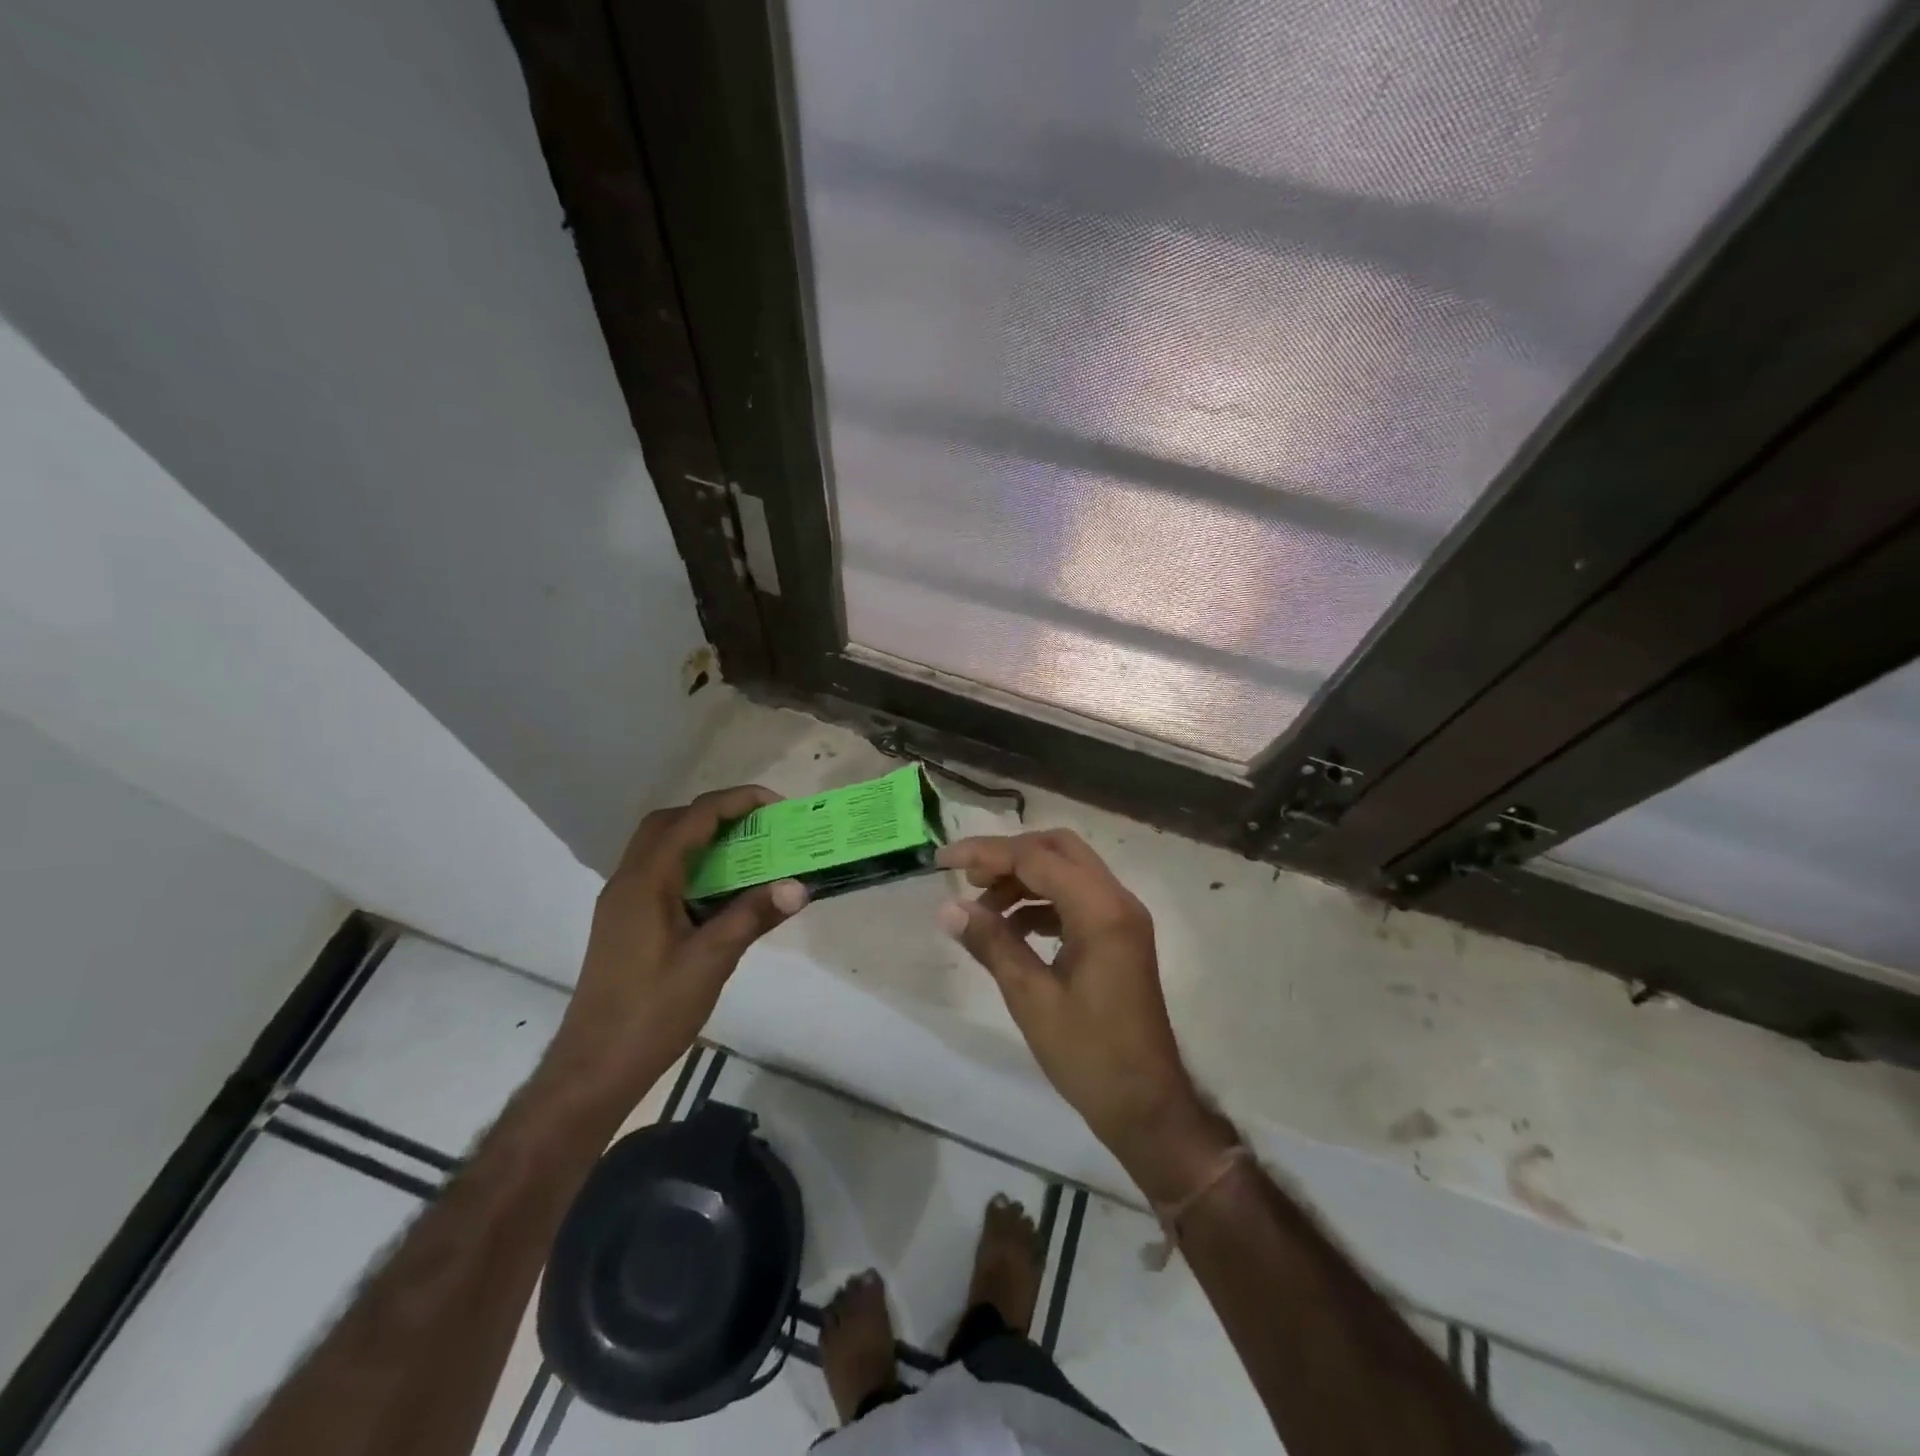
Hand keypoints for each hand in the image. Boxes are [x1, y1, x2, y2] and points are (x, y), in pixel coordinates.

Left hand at [550, 786, 806, 1100]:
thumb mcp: (710, 962)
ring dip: (700, 838)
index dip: (735, 802)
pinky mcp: (623, 923)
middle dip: (714, 813)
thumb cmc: (652, 1013)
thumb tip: (799, 886)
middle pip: (669, 823)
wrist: (594, 1068)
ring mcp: (621, 903)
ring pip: (659, 847)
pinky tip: (719, 893)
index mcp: (646, 882)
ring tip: (745, 852)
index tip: (775, 806)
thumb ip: (752, 917)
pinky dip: (690, 865)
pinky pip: (658, 873)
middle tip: (757, 826)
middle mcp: (627, 881)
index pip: (693, 819)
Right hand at [936, 831, 1215, 1187]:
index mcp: (1101, 911)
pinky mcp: (1119, 936)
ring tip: (982, 909)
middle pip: (1058, 849)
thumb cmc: (1088, 1055)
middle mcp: (1118, 901)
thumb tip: (948, 908)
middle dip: (1009, 856)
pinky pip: (1077, 898)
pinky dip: (1042, 901)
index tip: (944, 862)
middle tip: (967, 878)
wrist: (1145, 1105)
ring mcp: (1122, 918)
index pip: (1037, 858)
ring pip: (1068, 870)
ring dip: (1024, 879)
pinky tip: (1013, 927)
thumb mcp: (1031, 998)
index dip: (987, 854)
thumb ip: (992, 943)